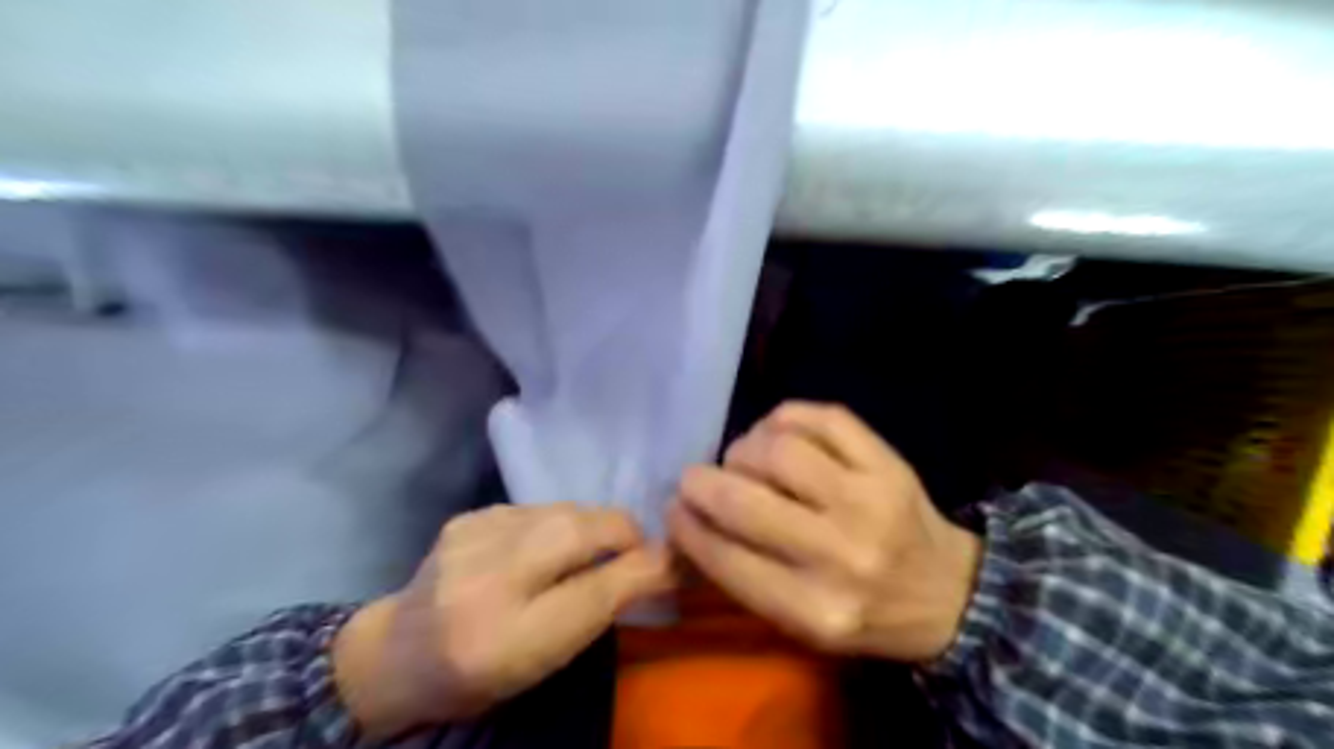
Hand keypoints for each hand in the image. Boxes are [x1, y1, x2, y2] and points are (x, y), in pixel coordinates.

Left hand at [327, 504, 671, 737]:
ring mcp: (469, 540)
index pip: (595, 593)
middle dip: (623, 531)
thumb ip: (598, 611)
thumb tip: (656, 565)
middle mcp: (483, 583)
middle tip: (639, 545)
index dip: (645, 570)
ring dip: (591, 525)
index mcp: (506, 641)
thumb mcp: (544, 661)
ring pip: (562, 511)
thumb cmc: (482, 673)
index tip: (676, 558)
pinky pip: (536, 508)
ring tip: (594, 546)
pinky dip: (557, 521)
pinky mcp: (467, 517)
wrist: (399, 653)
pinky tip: (547, 543)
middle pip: (577, 532)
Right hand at [674, 405, 981, 660]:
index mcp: (816, 610)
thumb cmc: (863, 614)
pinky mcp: (888, 462)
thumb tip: (688, 521)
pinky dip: (784, 418)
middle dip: (701, 483)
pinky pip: (822, 417)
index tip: (674, 510)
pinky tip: (778, 434)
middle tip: (694, 478)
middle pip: (745, 500)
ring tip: (744, 460)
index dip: (686, 527)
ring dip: (744, 449)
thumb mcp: (801, 624)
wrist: (949, 594)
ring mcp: (870, 500)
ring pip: (780, 449)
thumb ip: (743, 576)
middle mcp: (842, 554)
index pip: (726, 558)